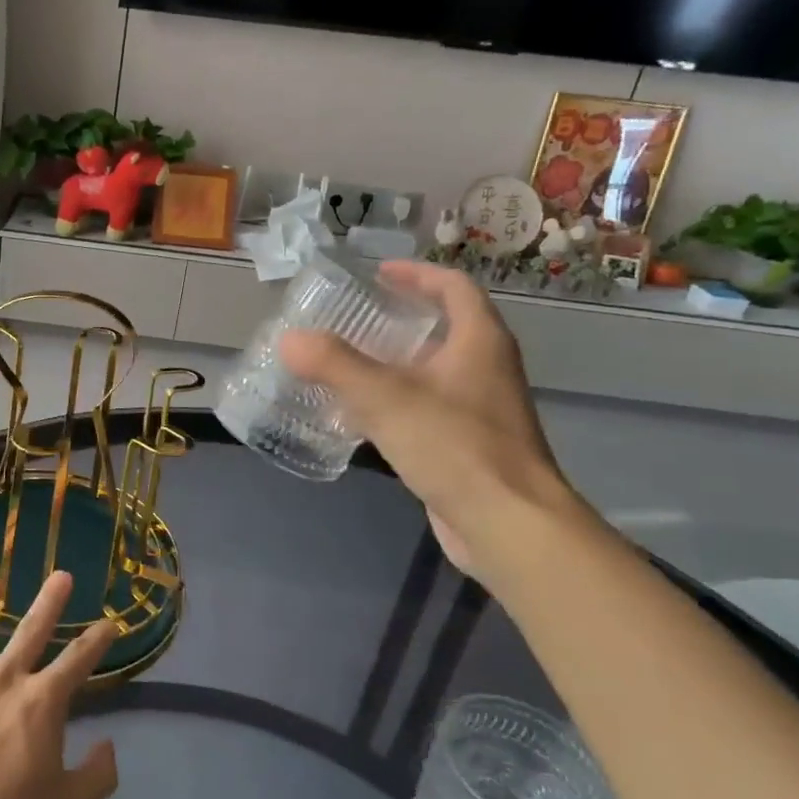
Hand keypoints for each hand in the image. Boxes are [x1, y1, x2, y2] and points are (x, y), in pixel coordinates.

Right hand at [278, 260, 576, 574]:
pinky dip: (396, 400)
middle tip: (352, 318)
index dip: (416, 274)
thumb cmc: (455, 447)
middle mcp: (486, 368)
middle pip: (444, 327)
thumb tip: (290, 339)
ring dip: (394, 362)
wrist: (508, 524)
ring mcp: (481, 409)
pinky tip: (362, 416)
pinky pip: (428, 407)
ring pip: (434, 370)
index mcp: (479, 342)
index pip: (453, 288)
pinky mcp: (469, 445)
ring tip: (347, 363)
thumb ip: (334, 364)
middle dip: (399, 318)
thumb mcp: (385, 398)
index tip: (378, 274)